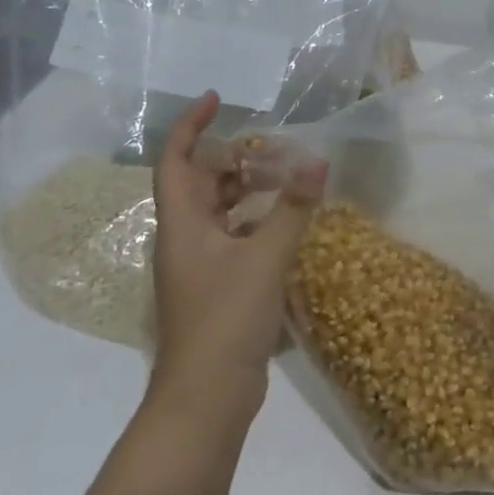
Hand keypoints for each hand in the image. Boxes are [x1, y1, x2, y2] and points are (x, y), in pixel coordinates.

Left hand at [149, 92, 327, 412]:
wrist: (207, 394)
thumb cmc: (226, 319)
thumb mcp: (265, 258)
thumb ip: (292, 209)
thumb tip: (318, 161)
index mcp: (183, 225)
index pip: (176, 162)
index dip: (190, 126)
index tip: (217, 100)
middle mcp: (185, 238)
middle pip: (199, 183)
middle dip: (230, 157)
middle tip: (271, 145)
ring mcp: (199, 264)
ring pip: (217, 210)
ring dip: (245, 188)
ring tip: (283, 175)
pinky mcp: (217, 285)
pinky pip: (233, 235)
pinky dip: (255, 219)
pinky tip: (284, 221)